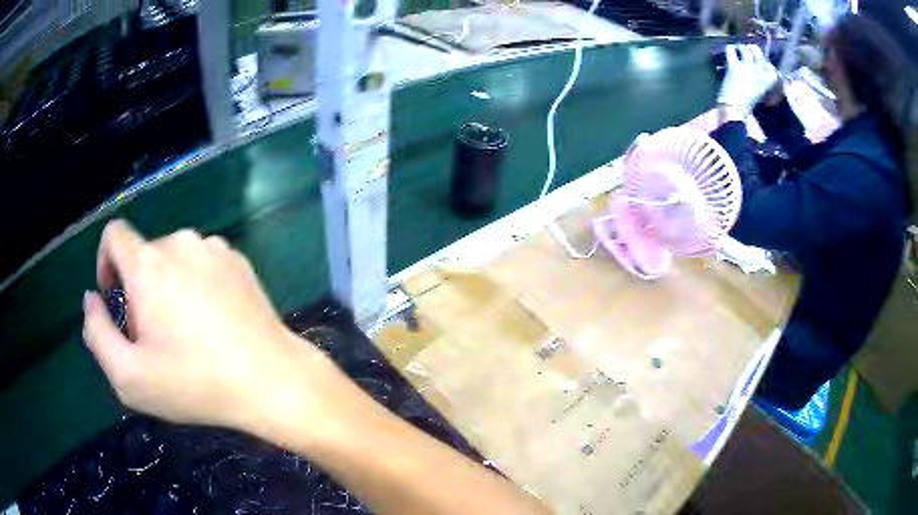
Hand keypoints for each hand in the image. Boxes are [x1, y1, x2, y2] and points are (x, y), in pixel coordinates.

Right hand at [83, 220, 338, 438]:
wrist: (271, 380)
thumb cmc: (195, 384)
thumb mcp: (129, 376)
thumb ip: (97, 333)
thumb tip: (91, 299)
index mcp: (148, 263)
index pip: (113, 235)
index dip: (105, 263)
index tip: (114, 299)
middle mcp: (180, 243)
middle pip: (143, 256)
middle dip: (138, 291)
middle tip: (155, 338)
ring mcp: (214, 248)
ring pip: (173, 261)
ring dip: (167, 289)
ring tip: (186, 335)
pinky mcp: (239, 260)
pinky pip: (202, 265)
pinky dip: (195, 286)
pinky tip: (213, 324)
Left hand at [717, 44, 779, 116]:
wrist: (737, 110)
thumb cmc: (749, 103)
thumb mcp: (761, 91)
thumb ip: (762, 80)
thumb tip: (760, 68)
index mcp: (769, 80)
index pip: (769, 64)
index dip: (763, 59)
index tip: (759, 58)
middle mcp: (760, 71)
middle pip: (757, 51)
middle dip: (751, 48)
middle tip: (746, 48)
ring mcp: (747, 67)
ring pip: (745, 49)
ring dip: (740, 47)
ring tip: (737, 49)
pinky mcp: (734, 66)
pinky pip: (731, 50)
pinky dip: (730, 48)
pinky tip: (730, 50)